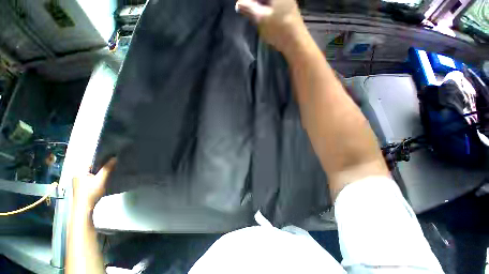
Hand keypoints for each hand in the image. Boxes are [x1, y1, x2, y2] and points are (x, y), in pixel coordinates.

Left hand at [72, 158, 115, 210]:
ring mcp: (78, 181)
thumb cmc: (91, 193)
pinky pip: (90, 179)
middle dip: (102, 168)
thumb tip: (115, 157)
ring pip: (92, 174)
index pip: (93, 162)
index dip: (103, 161)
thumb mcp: (101, 179)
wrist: (83, 208)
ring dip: (100, 174)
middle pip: (92, 168)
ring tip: (108, 175)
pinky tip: (102, 182)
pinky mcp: (80, 187)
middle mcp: (77, 174)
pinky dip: (96, 179)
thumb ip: (107, 168)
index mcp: (79, 170)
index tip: (112, 162)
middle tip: (112, 168)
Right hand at [236, 0, 307, 54]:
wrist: (296, 42)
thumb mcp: (260, 18)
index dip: (248, 1)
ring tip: (254, 16)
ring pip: (268, 2)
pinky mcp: (288, 10)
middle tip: (246, 11)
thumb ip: (248, 9)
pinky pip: (274, 6)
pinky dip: (266, 10)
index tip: (241, 6)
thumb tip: (238, 4)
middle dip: (253, 3)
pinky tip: (263, 18)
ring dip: (259, 7)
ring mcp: (287, 1)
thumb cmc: (278, 28)